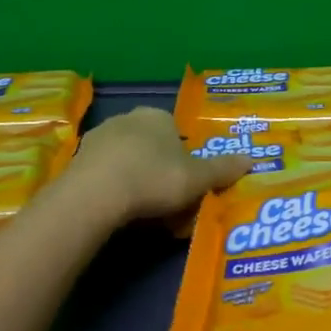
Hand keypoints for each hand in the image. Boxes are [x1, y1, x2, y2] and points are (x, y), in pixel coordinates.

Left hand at [67, 107, 252, 223]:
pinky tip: (118, 212)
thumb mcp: (197, 178)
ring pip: (127, 161)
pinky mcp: (78, 160)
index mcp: (158, 117)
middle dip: (160, 173)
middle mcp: (128, 118)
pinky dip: (114, 191)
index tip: (187, 186)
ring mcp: (99, 137)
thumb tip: (252, 159)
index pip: (177, 135)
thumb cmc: (155, 178)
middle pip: (152, 147)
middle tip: (168, 204)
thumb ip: (223, 169)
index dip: (185, 162)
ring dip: (136, 182)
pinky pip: (105, 175)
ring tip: (143, 214)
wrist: (96, 194)